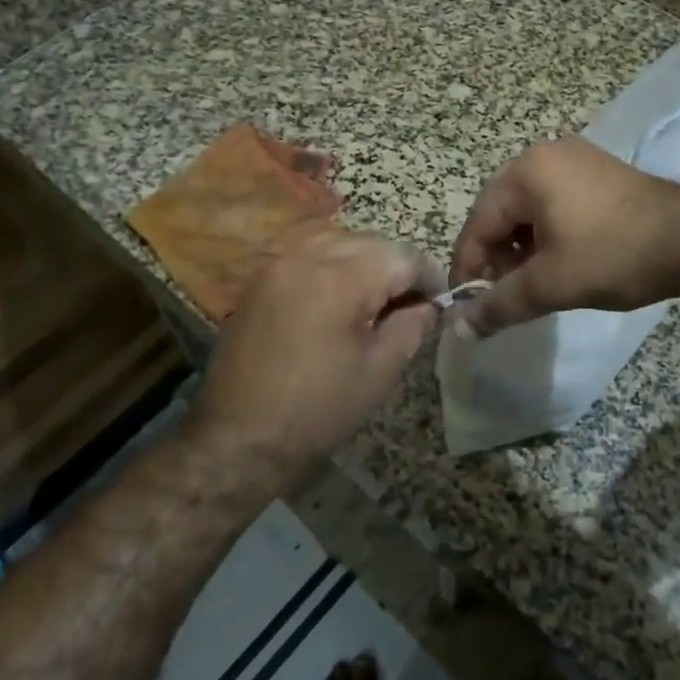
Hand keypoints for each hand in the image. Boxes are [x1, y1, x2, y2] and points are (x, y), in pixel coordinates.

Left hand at [191, 232, 443, 483]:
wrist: (238, 438)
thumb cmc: (317, 411)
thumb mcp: (378, 372)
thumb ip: (411, 327)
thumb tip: (429, 305)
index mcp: (339, 280)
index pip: (401, 256)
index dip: (428, 275)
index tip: (441, 300)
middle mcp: (306, 258)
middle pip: (370, 242)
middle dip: (397, 266)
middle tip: (413, 301)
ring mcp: (278, 265)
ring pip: (338, 241)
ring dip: (365, 261)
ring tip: (377, 298)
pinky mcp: (260, 280)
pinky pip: (309, 254)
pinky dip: (334, 265)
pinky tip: (341, 298)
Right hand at [449, 138, 679, 337]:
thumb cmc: (615, 256)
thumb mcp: (551, 285)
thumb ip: (499, 305)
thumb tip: (458, 328)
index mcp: (526, 172)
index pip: (477, 224)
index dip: (468, 269)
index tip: (467, 307)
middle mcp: (544, 155)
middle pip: (499, 213)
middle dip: (495, 258)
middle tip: (502, 295)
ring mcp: (574, 159)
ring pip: (526, 210)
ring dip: (520, 248)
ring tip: (532, 282)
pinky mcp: (597, 172)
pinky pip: (552, 203)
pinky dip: (545, 234)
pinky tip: (557, 261)